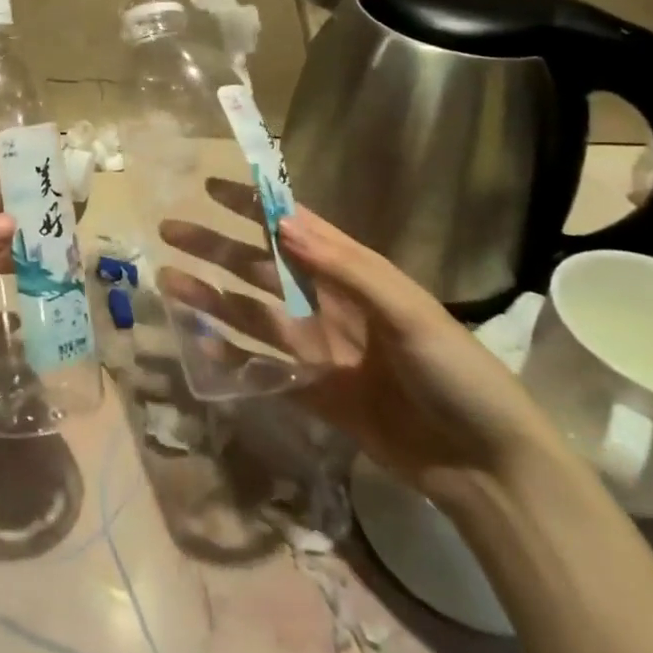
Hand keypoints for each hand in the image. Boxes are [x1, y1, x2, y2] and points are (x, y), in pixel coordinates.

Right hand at [158, 182, 558, 503]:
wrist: (486, 466)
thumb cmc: (456, 372)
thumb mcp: (408, 311)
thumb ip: (344, 267)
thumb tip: (283, 223)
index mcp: (351, 273)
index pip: (293, 226)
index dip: (253, 204)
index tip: (212, 186)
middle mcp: (326, 303)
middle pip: (259, 266)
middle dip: (216, 247)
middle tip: (170, 230)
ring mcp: (316, 348)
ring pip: (250, 313)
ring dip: (210, 296)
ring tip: (167, 281)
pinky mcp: (311, 392)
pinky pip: (259, 367)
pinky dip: (227, 354)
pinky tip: (195, 342)